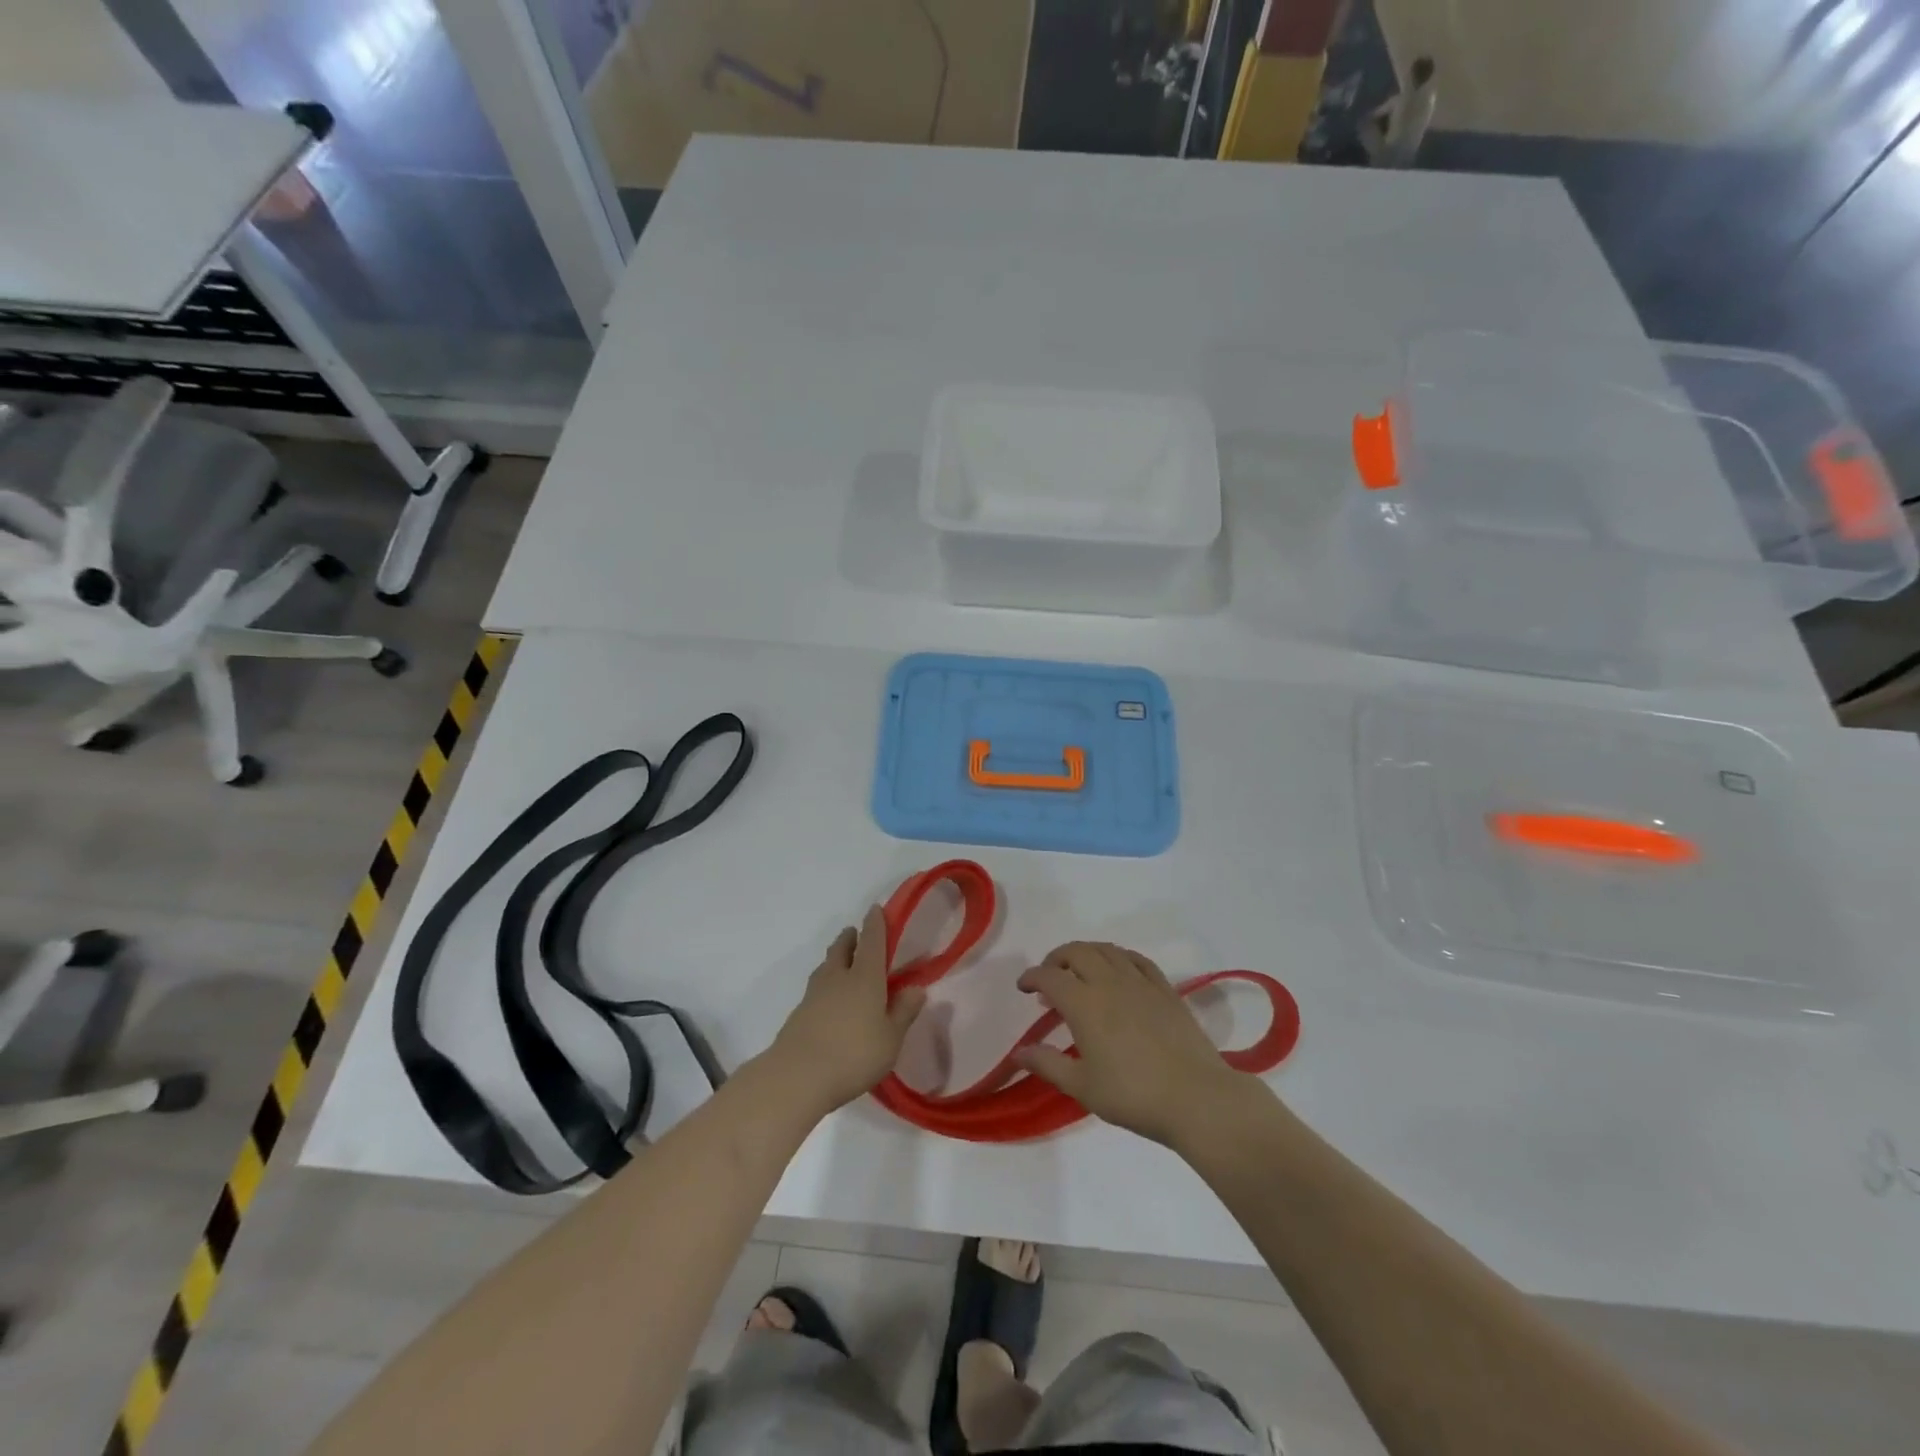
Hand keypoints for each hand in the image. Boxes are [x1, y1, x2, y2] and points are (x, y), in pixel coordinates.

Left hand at [765, 906, 927, 1118]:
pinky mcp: (798, 1014)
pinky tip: (829, 1001)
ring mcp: (814, 994)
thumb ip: (904, 1011)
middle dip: (850, 938)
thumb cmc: (854, 1054)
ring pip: (826, 966)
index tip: (875, 909)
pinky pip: (815, 989)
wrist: (797, 1076)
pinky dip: (825, 985)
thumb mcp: (891, 1038)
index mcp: (865, 977)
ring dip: (835, 959)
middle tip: (855, 934)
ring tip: (842, 963)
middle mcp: (838, 977)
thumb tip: (917, 988)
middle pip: (842, 948)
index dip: (875, 923)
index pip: (872, 941)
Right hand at [1015, 942, 1259, 1147]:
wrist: (1196, 1098)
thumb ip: (1048, 1064)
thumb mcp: (1082, 1086)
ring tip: (1080, 970)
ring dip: (1086, 953)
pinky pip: (1137, 959)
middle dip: (1057, 958)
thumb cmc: (1133, 1095)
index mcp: (1084, 1003)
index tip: (1023, 987)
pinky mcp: (1166, 989)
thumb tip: (1019, 1051)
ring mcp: (1141, 982)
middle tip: (1049, 976)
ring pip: (1107, 950)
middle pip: (1077, 952)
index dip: (1032, 977)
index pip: (1050, 977)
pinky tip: (1118, 970)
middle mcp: (1110, 982)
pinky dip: (1119, 957)